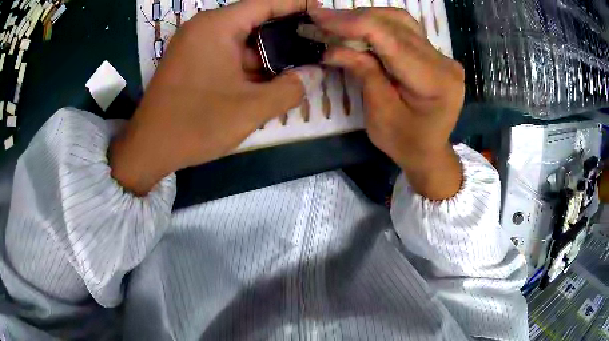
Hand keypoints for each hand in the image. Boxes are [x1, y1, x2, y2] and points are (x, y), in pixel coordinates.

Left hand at [111, 0, 321, 195]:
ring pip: (240, 41)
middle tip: (314, 45)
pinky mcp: (189, 62)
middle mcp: (203, 28)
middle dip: (284, 34)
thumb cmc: (196, 124)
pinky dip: (247, 64)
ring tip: (297, 65)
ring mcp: (193, 45)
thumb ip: (290, 89)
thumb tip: (314, 73)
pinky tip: (267, 78)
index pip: (265, 3)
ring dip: (266, 54)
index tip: (321, 10)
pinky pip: (225, 54)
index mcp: (217, 26)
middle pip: (253, 21)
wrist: (148, 149)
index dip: (296, 5)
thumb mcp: (250, 109)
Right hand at [310, 7, 465, 199]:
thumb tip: (332, 47)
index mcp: (435, 81)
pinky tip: (359, 29)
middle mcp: (444, 62)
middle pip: (396, 23)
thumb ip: (363, 72)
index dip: (353, 23)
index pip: (390, 38)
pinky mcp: (435, 54)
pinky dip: (378, 25)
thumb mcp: (380, 113)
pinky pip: (405, 29)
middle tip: (322, 19)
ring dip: (366, 18)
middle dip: (355, 18)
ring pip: (400, 21)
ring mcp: (442, 56)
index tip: (319, 17)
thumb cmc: (405, 142)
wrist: (430, 152)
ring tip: (338, 23)